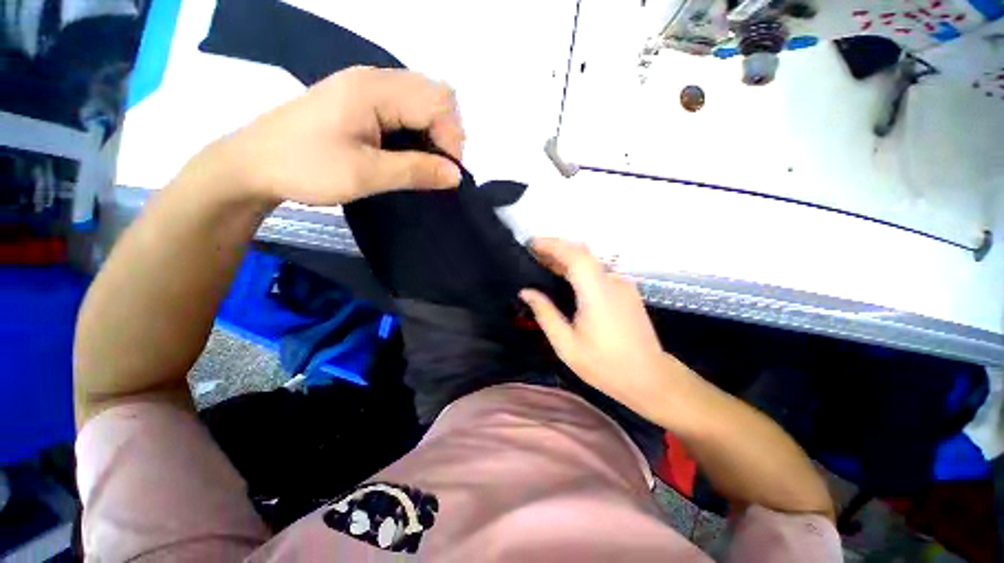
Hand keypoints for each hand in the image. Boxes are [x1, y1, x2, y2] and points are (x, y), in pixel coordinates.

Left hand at [214, 66, 464, 205]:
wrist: (252, 164)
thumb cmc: (306, 167)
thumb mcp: (365, 174)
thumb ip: (415, 172)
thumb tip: (456, 175)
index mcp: (374, 90)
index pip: (438, 102)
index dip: (452, 138)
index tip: (447, 174)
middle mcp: (374, 79)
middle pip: (435, 93)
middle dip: (447, 132)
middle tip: (439, 167)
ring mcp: (366, 87)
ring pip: (422, 99)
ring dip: (434, 131)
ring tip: (426, 162)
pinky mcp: (361, 100)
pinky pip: (406, 106)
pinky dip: (418, 129)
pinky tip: (409, 151)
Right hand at [520, 239, 690, 421]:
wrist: (650, 378)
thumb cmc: (605, 365)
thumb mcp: (567, 345)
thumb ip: (545, 314)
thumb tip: (526, 292)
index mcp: (597, 293)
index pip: (575, 256)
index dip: (552, 245)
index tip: (531, 244)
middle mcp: (613, 282)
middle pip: (583, 253)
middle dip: (556, 249)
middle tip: (532, 255)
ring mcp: (623, 285)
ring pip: (591, 261)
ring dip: (567, 259)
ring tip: (544, 265)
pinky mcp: (626, 291)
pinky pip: (598, 272)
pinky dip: (579, 269)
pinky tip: (566, 280)